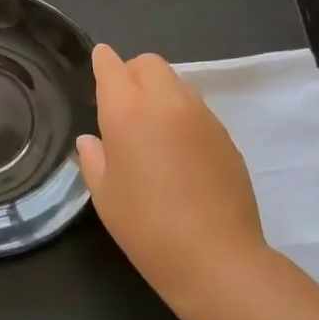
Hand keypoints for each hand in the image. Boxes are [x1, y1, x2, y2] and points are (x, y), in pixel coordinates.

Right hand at [76, 45, 267, 319]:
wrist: (215, 257)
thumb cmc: (145, 227)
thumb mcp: (104, 195)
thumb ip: (94, 159)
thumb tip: (93, 141)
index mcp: (127, 111)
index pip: (113, 67)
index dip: (103, 62)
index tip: (99, 63)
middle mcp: (167, 102)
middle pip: (149, 64)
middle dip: (132, 73)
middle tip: (122, 103)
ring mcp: (202, 116)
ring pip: (177, 82)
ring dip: (159, 92)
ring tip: (150, 129)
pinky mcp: (225, 135)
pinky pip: (197, 109)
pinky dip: (181, 115)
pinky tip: (177, 151)